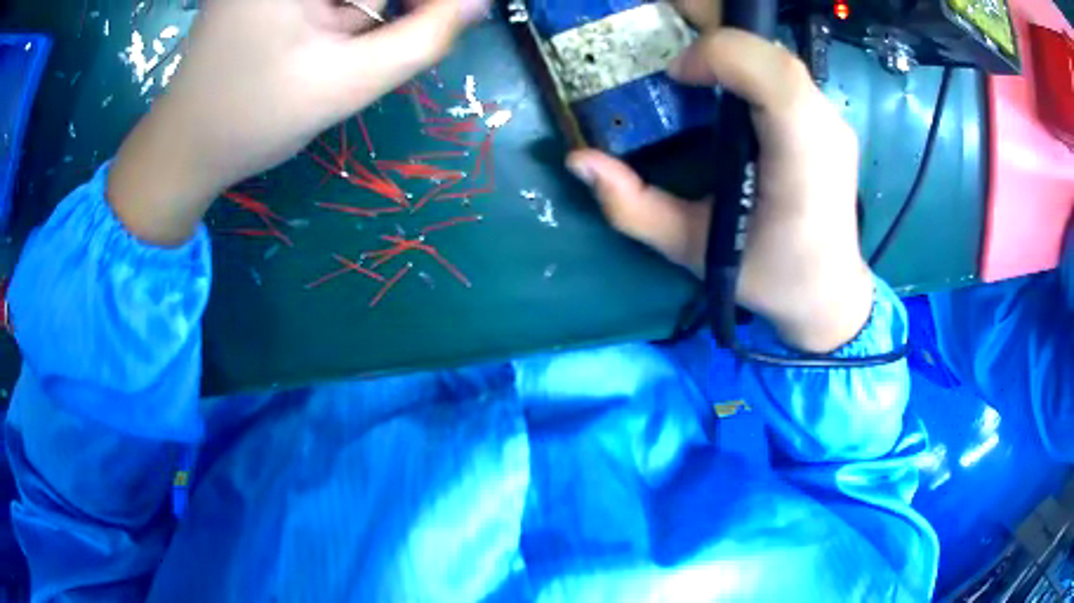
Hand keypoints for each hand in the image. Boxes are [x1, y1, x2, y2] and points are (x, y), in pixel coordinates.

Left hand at [109, 0, 487, 245]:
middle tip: (387, 41)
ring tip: (337, 49)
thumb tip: (476, 3)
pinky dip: (344, 13)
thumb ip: (421, 39)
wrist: (184, 150)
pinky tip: (328, 40)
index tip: (442, 19)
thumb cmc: (251, 121)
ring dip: (364, 12)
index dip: (421, 3)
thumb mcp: (343, 84)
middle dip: (388, 8)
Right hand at [566, 8, 871, 352]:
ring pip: (779, 58)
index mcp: (802, 165)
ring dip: (731, 48)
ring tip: (692, 68)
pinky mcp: (828, 121)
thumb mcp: (693, 251)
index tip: (676, 75)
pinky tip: (723, 84)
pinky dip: (747, 63)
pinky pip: (784, 73)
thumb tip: (578, 161)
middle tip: (670, 46)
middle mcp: (826, 132)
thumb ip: (634, 208)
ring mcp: (832, 122)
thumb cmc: (769, 276)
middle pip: (773, 54)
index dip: (720, 55)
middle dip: (717, 33)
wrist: (828, 292)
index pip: (774, 78)